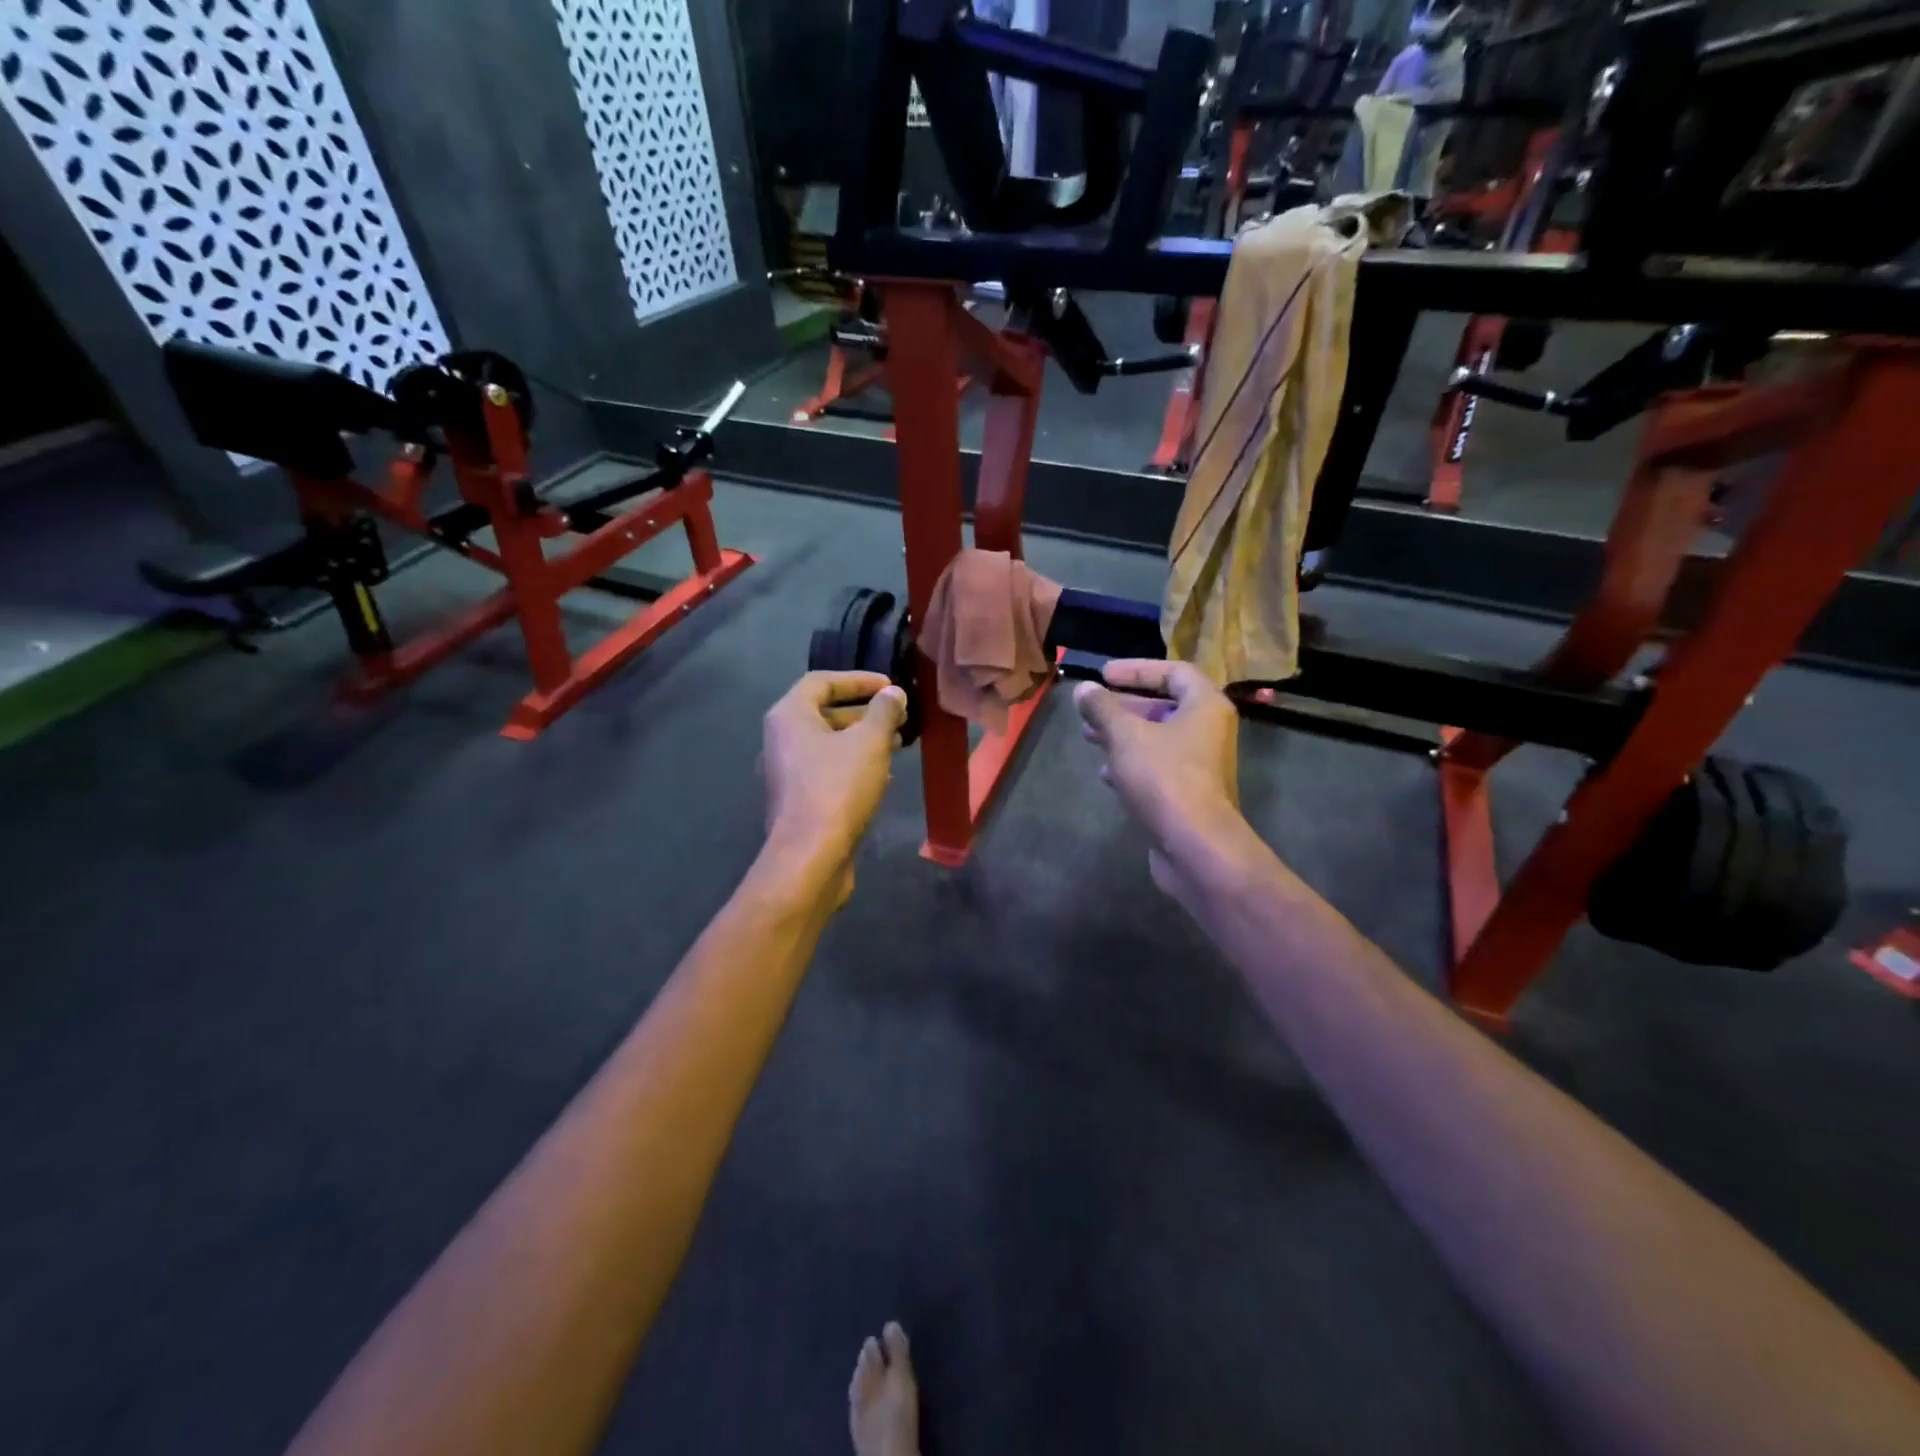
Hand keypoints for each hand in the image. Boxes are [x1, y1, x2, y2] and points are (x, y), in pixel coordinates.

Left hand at [761, 671, 907, 895]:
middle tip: (898, 717)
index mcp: (789, 716)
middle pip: (824, 713)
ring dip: (862, 740)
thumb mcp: (869, 743)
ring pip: (828, 745)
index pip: (821, 682)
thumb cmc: (837, 788)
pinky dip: (854, 766)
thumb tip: (893, 694)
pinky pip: (828, 771)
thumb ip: (884, 712)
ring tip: (897, 744)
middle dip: (864, 713)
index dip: (858, 680)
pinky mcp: (798, 801)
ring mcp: (787, 773)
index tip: (890, 686)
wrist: (810, 856)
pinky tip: (883, 776)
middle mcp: (780, 740)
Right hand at [1074, 659, 1241, 900]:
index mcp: (1205, 705)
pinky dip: (1132, 763)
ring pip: (1158, 738)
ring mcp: (1201, 764)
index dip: (1137, 669)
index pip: (1173, 672)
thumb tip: (1084, 689)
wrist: (1195, 844)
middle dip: (1123, 706)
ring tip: (1089, 736)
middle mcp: (1209, 730)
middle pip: (1164, 705)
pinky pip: (1159, 766)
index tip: (1103, 674)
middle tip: (1091, 708)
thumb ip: (1102, 708)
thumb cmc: (1164, 777)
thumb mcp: (1125, 736)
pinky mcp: (1190, 793)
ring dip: (1123, 734)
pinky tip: (1105, 774)